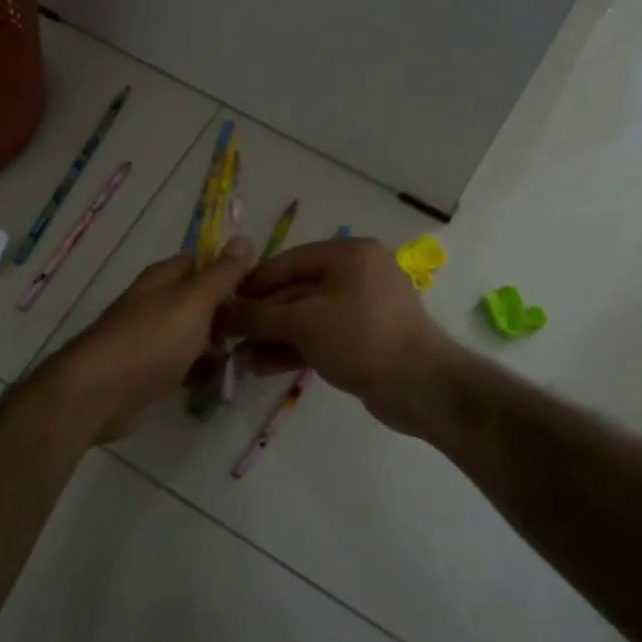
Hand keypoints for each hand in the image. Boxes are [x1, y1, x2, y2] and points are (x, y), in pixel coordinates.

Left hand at [39, 238, 254, 442]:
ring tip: (246, 361)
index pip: (202, 263)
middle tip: (258, 332)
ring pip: (194, 336)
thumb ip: (221, 274)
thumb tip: (244, 239)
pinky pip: (183, 366)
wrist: (99, 393)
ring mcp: (151, 338)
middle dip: (228, 316)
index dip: (231, 273)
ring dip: (217, 348)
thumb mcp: (194, 300)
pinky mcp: (148, 372)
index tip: (261, 291)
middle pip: (200, 302)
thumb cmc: (151, 339)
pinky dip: (200, 372)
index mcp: (164, 278)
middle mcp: (156, 303)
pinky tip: (219, 383)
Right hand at [223, 237, 456, 434]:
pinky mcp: (363, 339)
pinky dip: (293, 349)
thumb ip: (258, 316)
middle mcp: (355, 274)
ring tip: (239, 359)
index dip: (251, 283)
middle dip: (260, 317)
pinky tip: (262, 367)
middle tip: (227, 336)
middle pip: (294, 291)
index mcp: (348, 255)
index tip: (220, 303)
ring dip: (272, 337)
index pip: (287, 262)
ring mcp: (361, 308)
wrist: (422, 387)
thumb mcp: (303, 323)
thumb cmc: (362, 338)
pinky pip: (319, 337)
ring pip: (305, 318)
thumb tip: (218, 312)